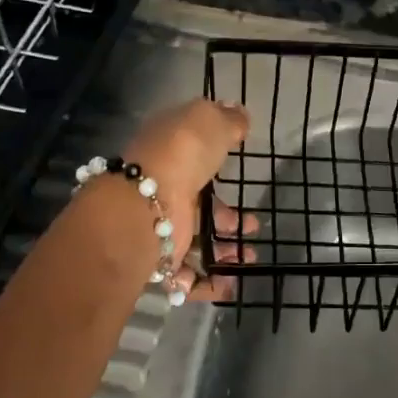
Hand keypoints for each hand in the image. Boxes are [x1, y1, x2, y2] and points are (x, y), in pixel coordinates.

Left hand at [124, 98, 254, 301]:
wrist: (145, 204)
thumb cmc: (182, 153)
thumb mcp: (209, 120)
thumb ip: (228, 119)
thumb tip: (239, 113)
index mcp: (171, 152)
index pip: (193, 154)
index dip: (217, 160)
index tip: (241, 169)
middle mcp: (164, 188)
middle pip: (201, 206)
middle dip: (229, 220)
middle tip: (253, 227)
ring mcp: (163, 224)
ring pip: (199, 241)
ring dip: (226, 252)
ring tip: (248, 257)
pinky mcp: (163, 256)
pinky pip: (189, 275)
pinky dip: (210, 283)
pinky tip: (231, 283)